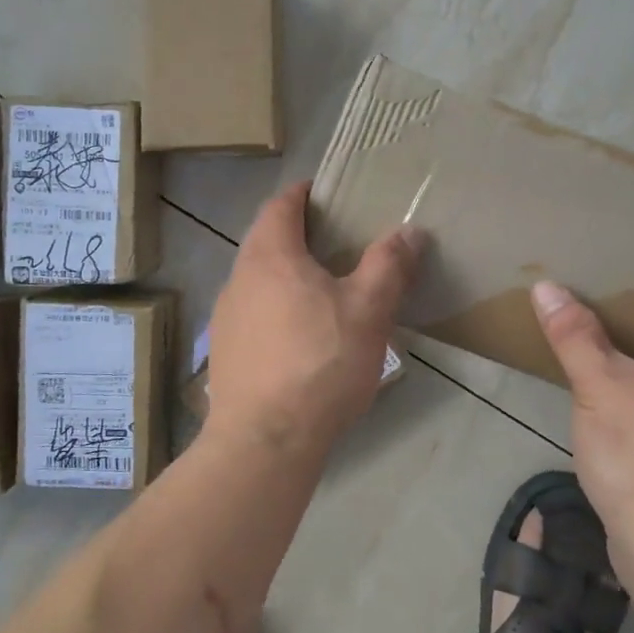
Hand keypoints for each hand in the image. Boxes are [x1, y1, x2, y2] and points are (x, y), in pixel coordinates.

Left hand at [206, 183, 424, 459]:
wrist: (265, 440)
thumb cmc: (320, 363)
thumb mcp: (368, 310)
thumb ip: (388, 265)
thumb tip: (409, 231)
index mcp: (269, 256)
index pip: (280, 205)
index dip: (303, 193)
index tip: (327, 192)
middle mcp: (238, 278)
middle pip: (266, 241)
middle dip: (298, 235)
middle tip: (337, 242)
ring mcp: (225, 317)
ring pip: (258, 280)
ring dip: (286, 275)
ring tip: (323, 291)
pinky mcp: (224, 352)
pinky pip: (252, 314)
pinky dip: (275, 309)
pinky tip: (300, 338)